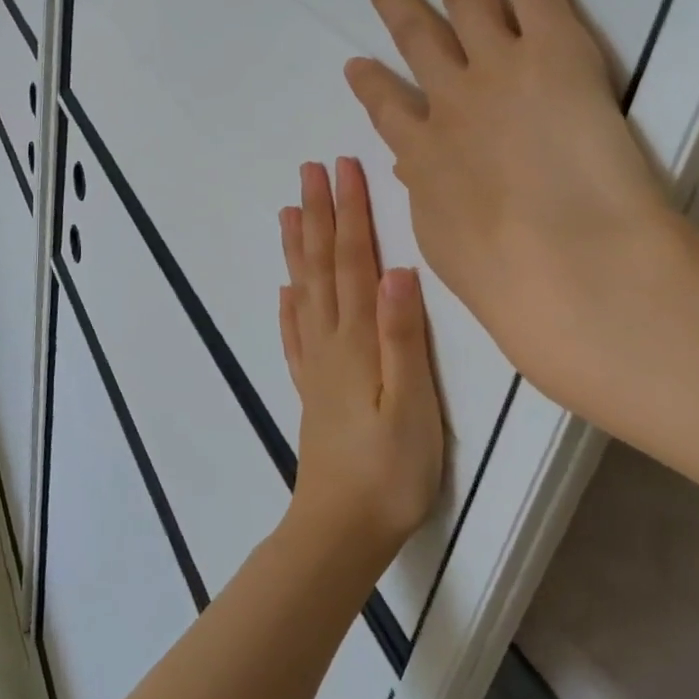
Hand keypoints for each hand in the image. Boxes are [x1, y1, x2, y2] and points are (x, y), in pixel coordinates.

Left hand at [278, 157, 444, 570]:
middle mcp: (330, 342)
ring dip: (299, 248)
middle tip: (310, 170)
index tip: (344, 168)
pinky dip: (289, 306)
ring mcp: (315, 365)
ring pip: (304, 291)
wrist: (341, 529)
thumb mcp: (413, 403)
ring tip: (289, 211)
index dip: (350, 212)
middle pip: (324, 266)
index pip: (354, 260)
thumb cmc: (390, 469)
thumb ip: (403, 335)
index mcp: (356, 339)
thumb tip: (398, 269)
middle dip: (320, 214)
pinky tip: (286, 291)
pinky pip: (294, 335)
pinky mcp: (311, 390)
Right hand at [343, 0, 688, 406]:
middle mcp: (450, 102)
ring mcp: (497, 68)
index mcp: (425, 157)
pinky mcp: (555, 49)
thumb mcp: (449, 250)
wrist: (571, 271)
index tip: (357, 67)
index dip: (371, 86)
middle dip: (393, 1)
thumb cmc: (513, 285)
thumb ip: (432, 204)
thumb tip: (420, 178)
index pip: (388, 111)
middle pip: (415, 37)